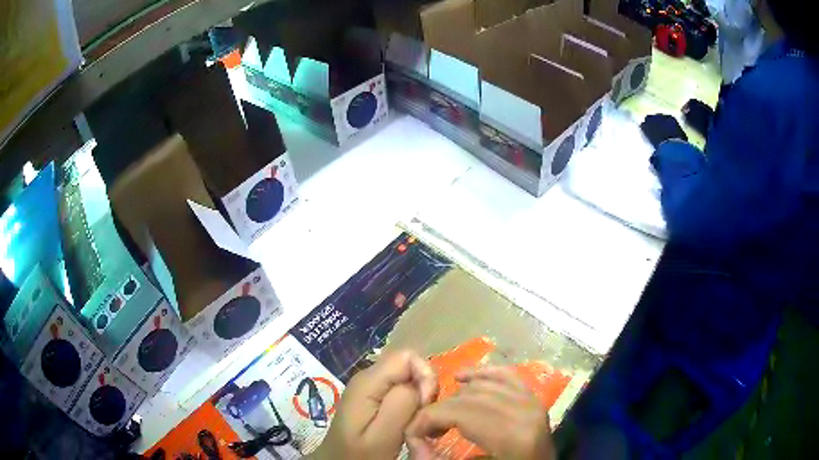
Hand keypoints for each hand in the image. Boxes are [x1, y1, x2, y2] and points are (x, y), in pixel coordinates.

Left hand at [310, 350, 437, 459]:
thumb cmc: (359, 453)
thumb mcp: (382, 434)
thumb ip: (401, 403)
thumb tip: (420, 383)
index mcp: (368, 382)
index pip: (407, 356)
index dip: (424, 377)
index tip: (424, 405)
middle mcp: (368, 378)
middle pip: (409, 367)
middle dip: (424, 390)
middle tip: (421, 420)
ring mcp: (370, 388)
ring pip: (408, 380)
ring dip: (420, 401)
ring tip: (417, 426)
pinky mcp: (373, 398)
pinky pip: (401, 392)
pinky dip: (412, 407)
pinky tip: (410, 425)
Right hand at [405, 366, 554, 459]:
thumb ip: (440, 459)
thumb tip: (413, 445)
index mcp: (512, 436)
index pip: (459, 413)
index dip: (427, 420)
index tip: (412, 435)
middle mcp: (525, 412)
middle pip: (468, 398)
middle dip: (438, 411)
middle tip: (424, 432)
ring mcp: (533, 402)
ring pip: (482, 386)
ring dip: (454, 399)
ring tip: (441, 420)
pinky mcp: (534, 399)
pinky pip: (505, 377)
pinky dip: (482, 374)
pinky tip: (461, 378)